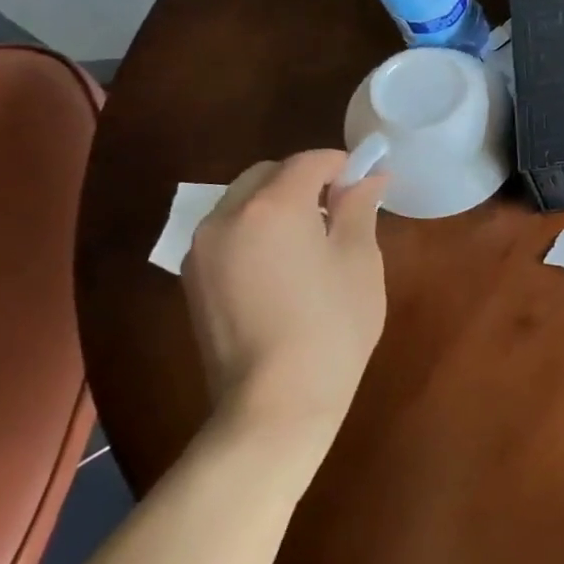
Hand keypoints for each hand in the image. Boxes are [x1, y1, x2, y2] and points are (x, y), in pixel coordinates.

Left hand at [183, 150, 386, 451]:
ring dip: (276, 203)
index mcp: (272, 206)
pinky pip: (228, 232)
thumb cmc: (332, 325)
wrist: (275, 402)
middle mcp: (227, 216)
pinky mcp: (192, 280)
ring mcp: (202, 250)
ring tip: (311, 238)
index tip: (365, 183)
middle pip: (268, 174)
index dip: (341, 164)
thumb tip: (370, 177)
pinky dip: (255, 230)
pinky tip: (282, 265)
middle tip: (340, 208)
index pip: (309, 161)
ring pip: (242, 201)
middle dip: (304, 179)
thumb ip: (359, 208)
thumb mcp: (359, 260)